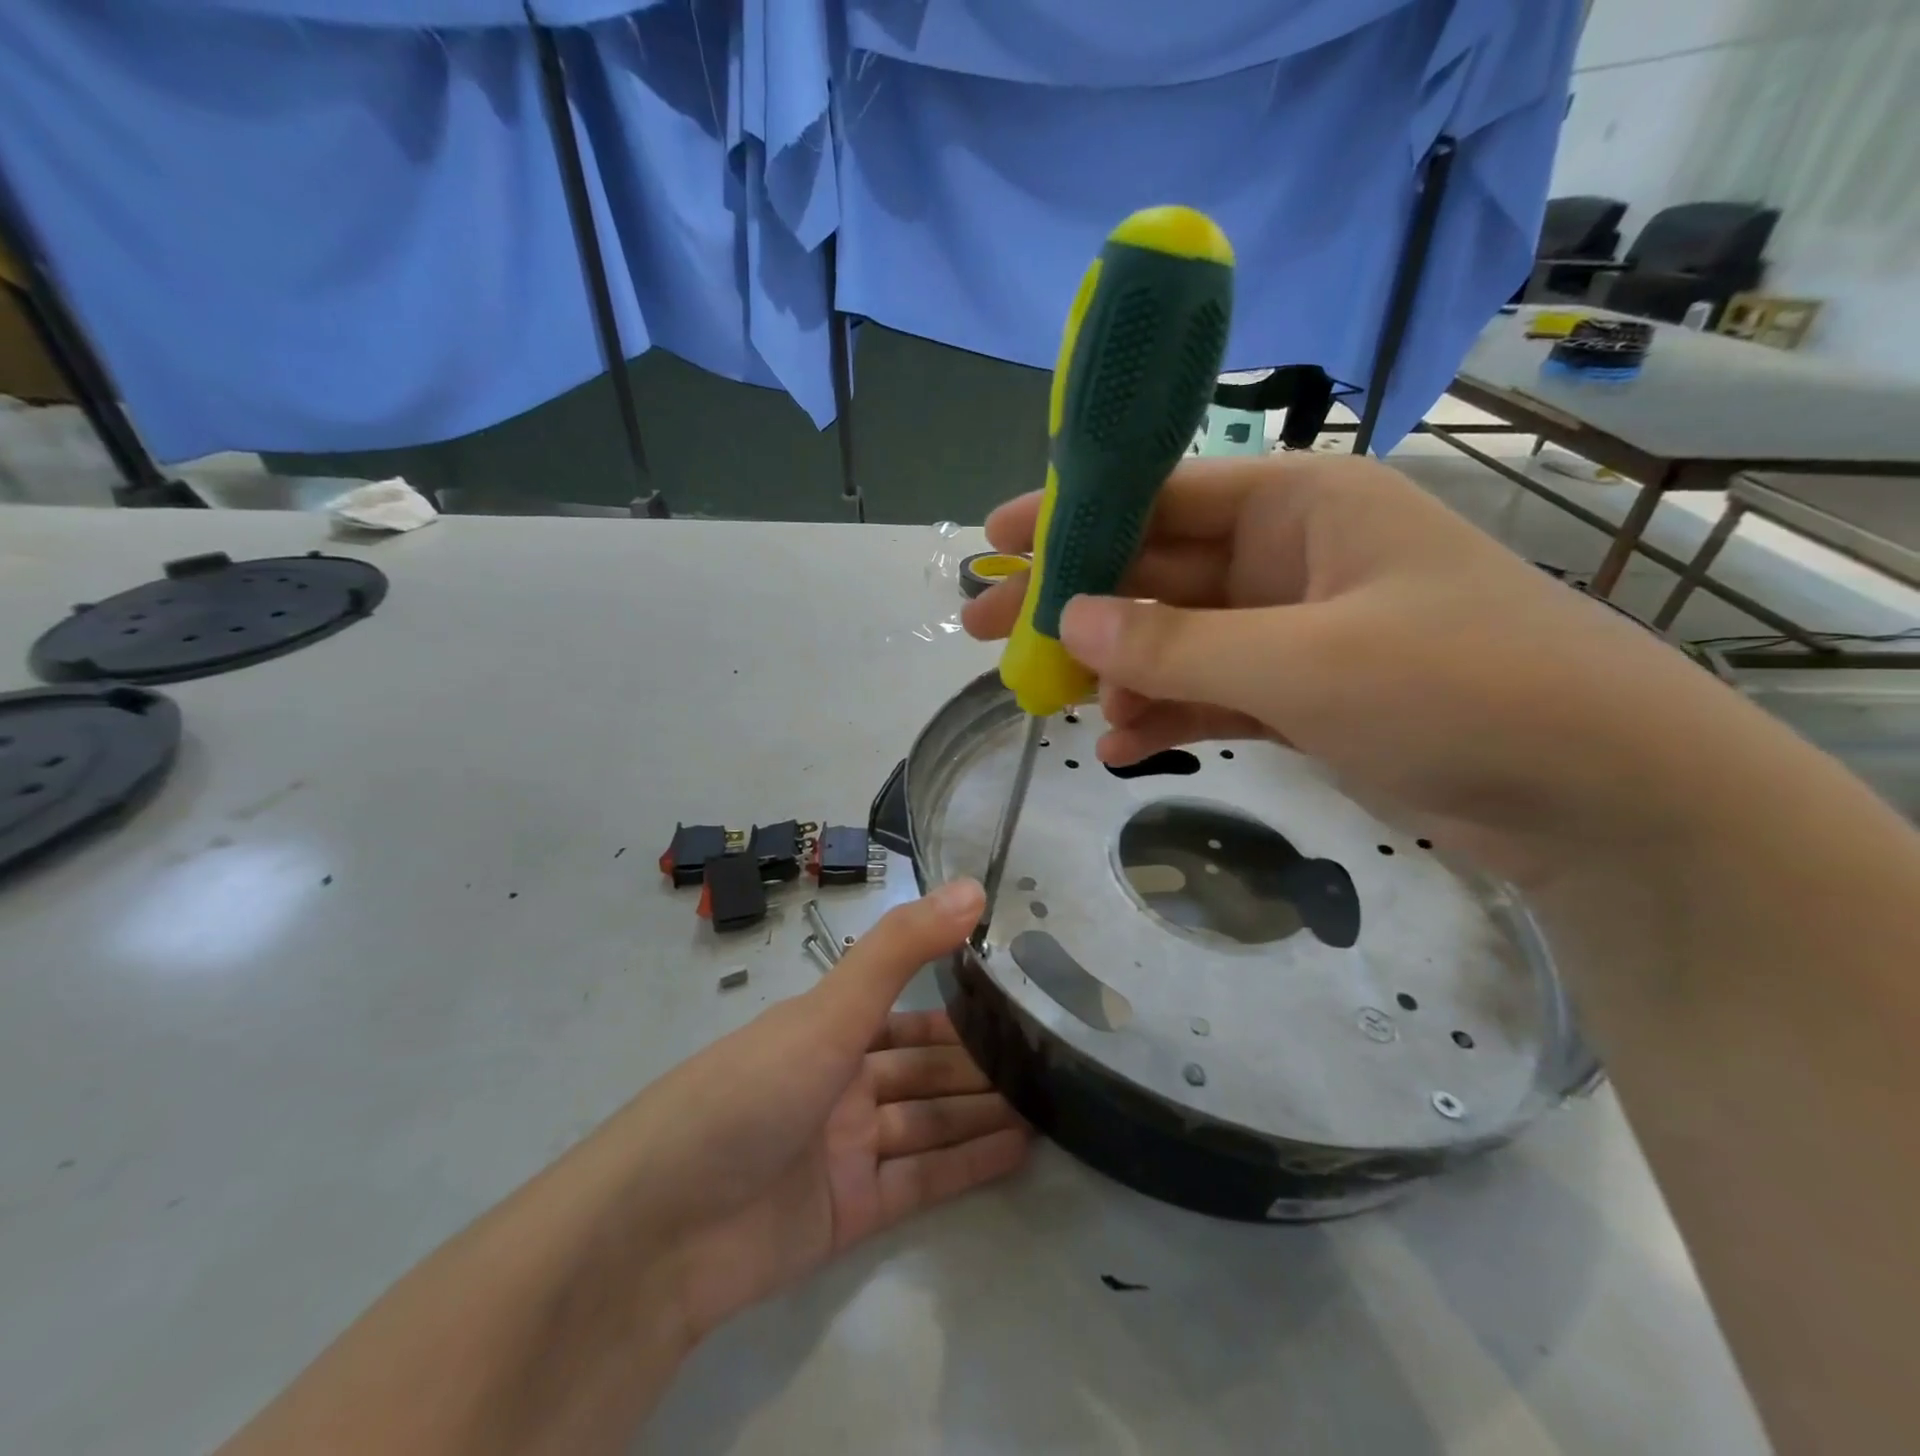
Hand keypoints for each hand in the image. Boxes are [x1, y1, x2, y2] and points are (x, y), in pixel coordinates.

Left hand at [626, 880, 1027, 1341]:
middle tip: (1052, 1057)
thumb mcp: (830, 1011)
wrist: (660, 1231)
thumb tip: (972, 888)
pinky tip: (1021, 1149)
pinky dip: (969, 1164)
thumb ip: (902, 948)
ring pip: (929, 1123)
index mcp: (828, 1030)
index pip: (908, 1012)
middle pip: (924, 1069)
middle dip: (980, 1065)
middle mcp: (840, 1084)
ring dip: (983, 1112)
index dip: (960, 1007)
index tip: (1019, 999)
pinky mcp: (850, 1213)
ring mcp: (845, 1151)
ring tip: (1052, 1103)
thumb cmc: (749, 1093)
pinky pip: (923, 1181)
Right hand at [962, 454, 1758, 885]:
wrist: (1598, 796)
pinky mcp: (1302, 694)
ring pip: (1173, 637)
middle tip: (984, 627)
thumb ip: (1176, 641)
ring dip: (1113, 668)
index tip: (997, 541)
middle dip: (1071, 601)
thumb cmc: (1459, 688)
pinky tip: (1119, 745)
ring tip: (1046, 700)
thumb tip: (1067, 618)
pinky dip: (1164, 713)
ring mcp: (1293, 630)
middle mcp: (1289, 557)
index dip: (1073, 516)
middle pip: (1154, 570)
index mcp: (1300, 505)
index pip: (1160, 494)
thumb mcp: (1304, 660)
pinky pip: (1208, 691)